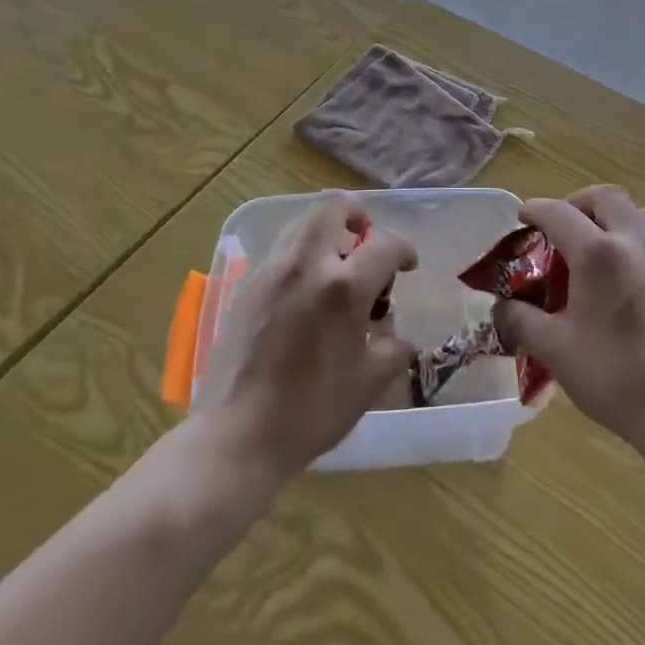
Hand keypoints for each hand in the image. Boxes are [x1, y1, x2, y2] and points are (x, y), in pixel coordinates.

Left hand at [191, 193, 416, 481]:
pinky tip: (305, 292)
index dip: (403, 250)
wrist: (237, 438)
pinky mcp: (246, 286)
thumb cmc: (311, 412)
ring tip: (335, 265)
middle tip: (365, 241)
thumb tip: (396, 336)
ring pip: (302, 223)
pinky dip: (301, 255)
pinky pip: (280, 251)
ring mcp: (271, 271)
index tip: (407, 266)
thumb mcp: (368, 384)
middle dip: (357, 215)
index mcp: (343, 287)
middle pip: (333, 207)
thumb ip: (392, 350)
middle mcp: (306, 265)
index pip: (385, 244)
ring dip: (326, 232)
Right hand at [493, 186, 644, 462]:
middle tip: (560, 229)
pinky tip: (624, 277)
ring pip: (636, 212)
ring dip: (610, 216)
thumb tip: (501, 307)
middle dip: (576, 203)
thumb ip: (521, 321)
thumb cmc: (615, 377)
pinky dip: (633, 238)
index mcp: (598, 253)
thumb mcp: (555, 350)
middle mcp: (633, 241)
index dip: (534, 210)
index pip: (558, 212)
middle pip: (604, 197)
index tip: (522, 218)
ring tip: (594, 247)